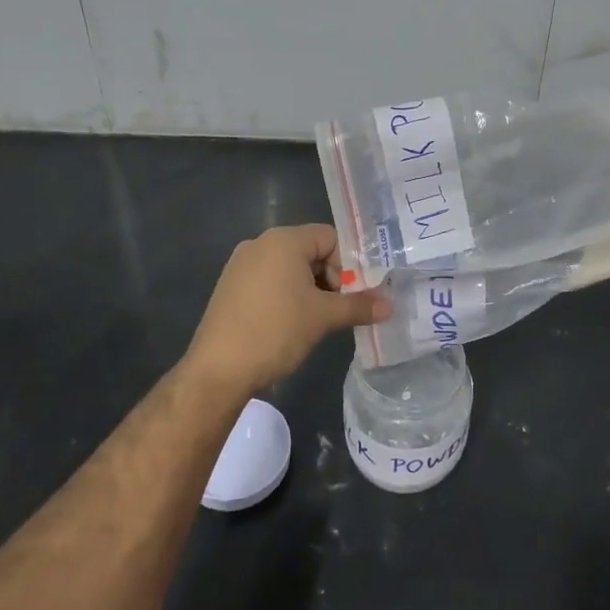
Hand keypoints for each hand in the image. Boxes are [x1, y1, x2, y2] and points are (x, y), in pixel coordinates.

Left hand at [185, 225, 390, 395]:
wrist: (218, 371)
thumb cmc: (276, 331)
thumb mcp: (323, 317)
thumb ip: (359, 306)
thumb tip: (391, 306)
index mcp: (284, 240)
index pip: (331, 238)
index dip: (349, 265)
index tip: (354, 295)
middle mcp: (261, 243)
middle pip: (311, 251)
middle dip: (331, 278)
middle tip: (339, 310)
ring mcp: (241, 264)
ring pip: (291, 268)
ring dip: (311, 289)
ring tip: (317, 320)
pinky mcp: (231, 286)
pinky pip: (270, 280)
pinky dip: (288, 296)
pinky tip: (290, 324)